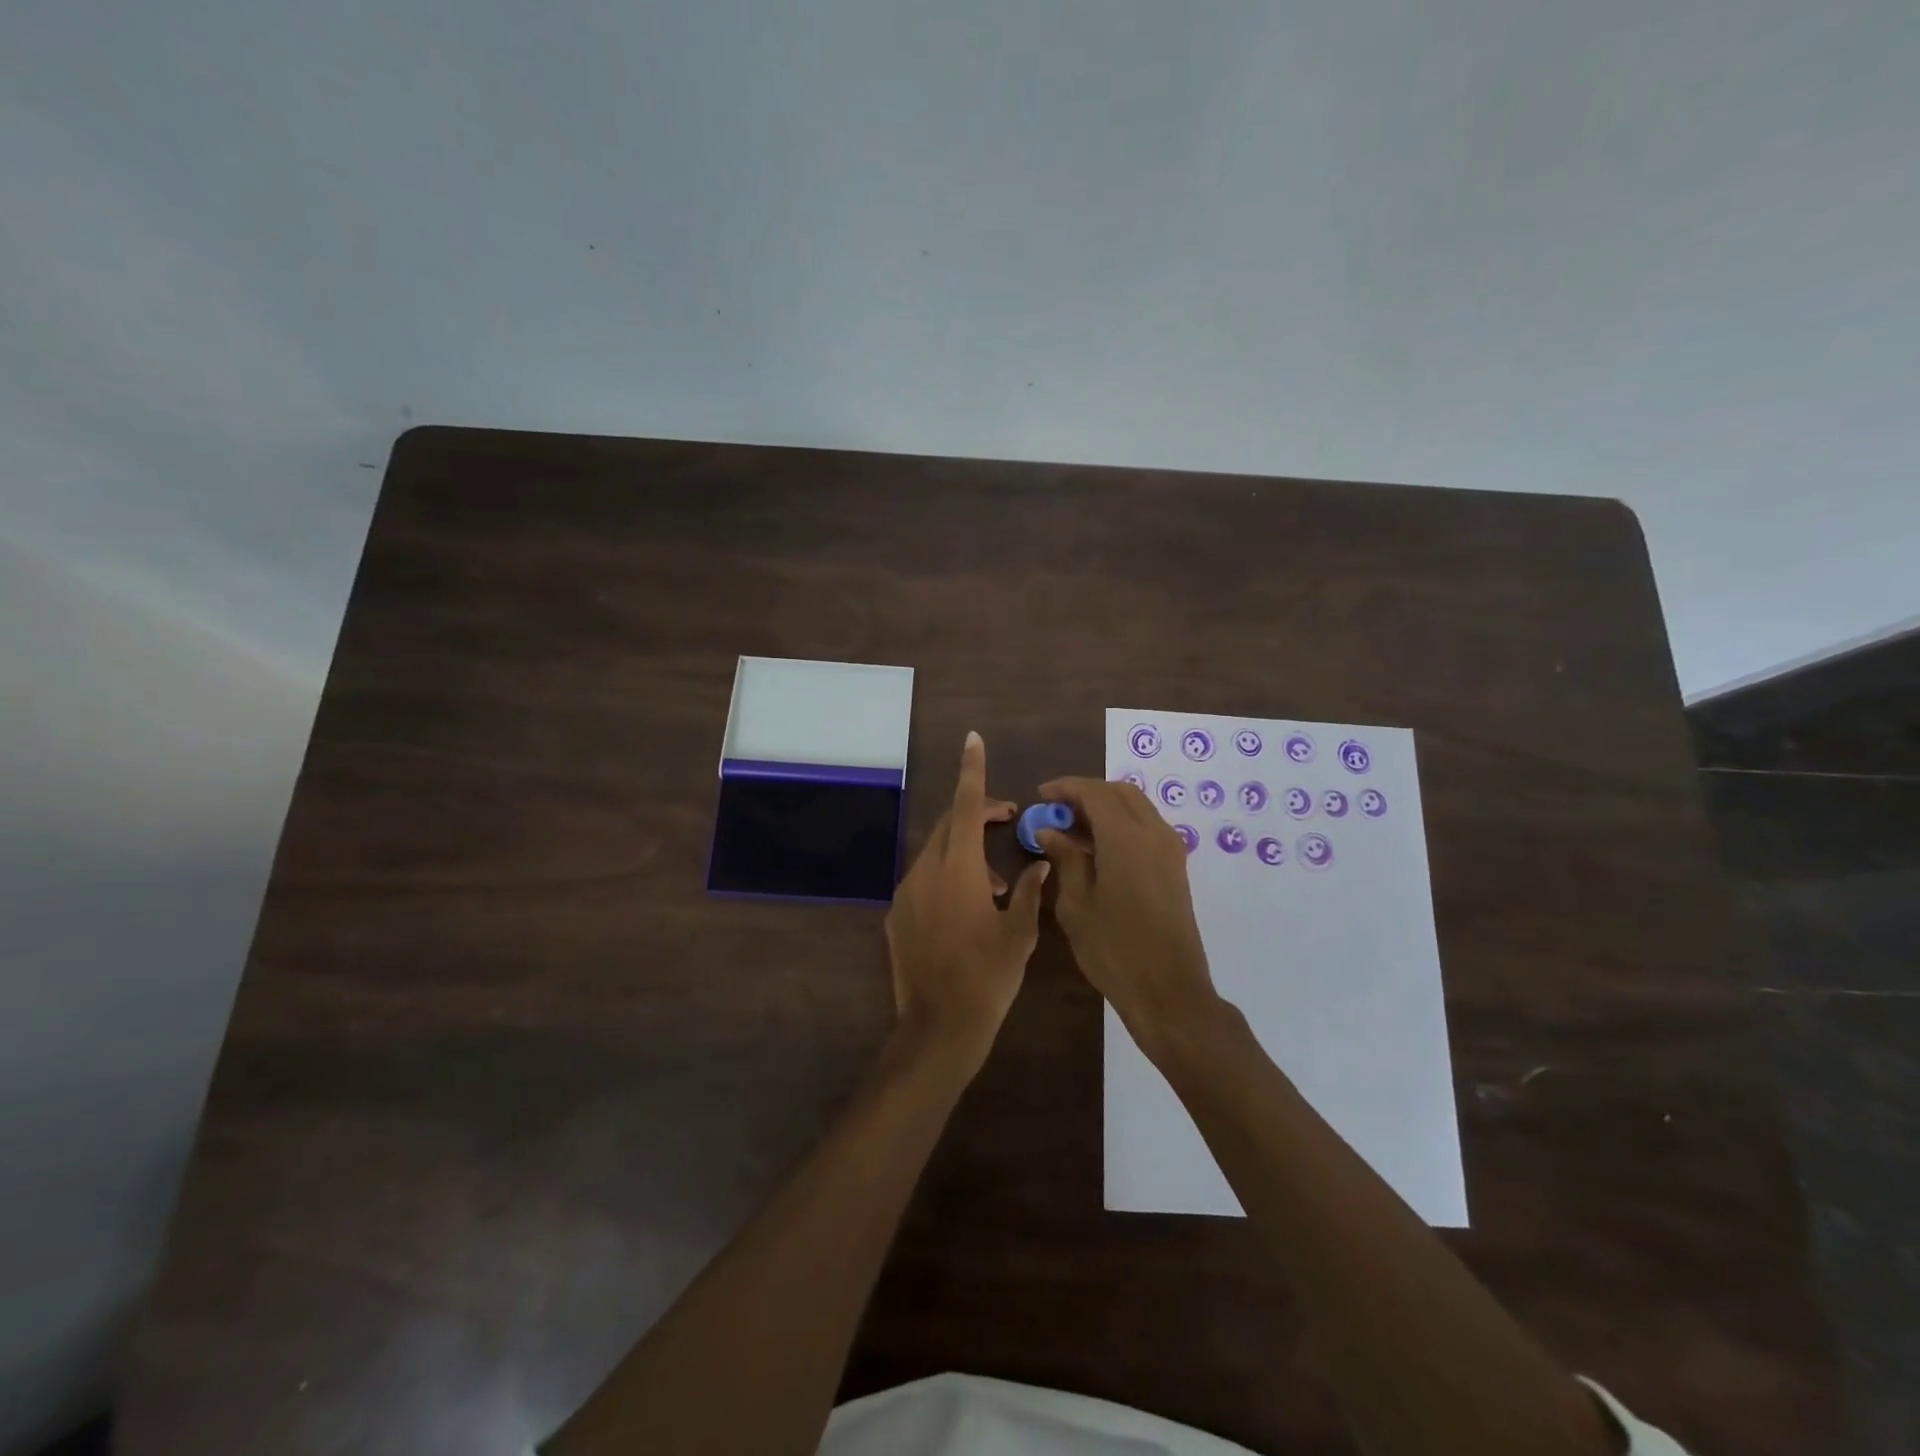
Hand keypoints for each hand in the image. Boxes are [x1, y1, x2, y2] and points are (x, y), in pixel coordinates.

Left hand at [884, 733, 1048, 1070]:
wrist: (938, 1028)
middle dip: (976, 814)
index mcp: (958, 869)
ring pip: (936, 853)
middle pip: (949, 825)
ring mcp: (905, 894)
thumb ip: (1031, 891)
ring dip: (965, 852)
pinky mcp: (896, 916)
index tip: (972, 740)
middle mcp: (926, 872)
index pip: (965, 806)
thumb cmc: (988, 978)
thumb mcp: (1021, 934)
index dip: (972, 771)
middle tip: (1007, 820)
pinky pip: (923, 880)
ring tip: (997, 883)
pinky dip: (947, 877)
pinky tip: (967, 908)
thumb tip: (1040, 864)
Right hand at [1034, 777, 1221, 1050]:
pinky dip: (1121, 824)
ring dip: (1105, 807)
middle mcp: (1154, 833)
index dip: (1066, 788)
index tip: (1041, 795)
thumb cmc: (1114, 949)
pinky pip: (1147, 827)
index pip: (1095, 793)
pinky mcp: (1176, 867)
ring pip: (1137, 807)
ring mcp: (1170, 849)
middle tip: (1056, 809)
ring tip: (1072, 828)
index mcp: (1126, 838)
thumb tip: (1049, 830)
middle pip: (1120, 793)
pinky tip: (1097, 848)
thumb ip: (1064, 859)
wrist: (1168, 991)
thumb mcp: (1076, 904)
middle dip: (1087, 793)